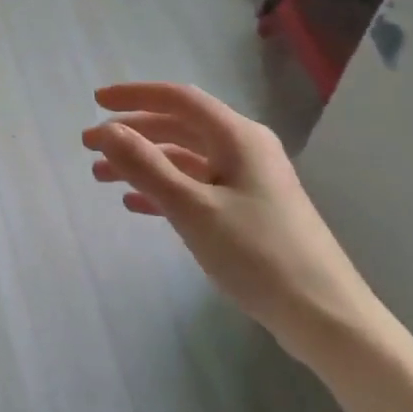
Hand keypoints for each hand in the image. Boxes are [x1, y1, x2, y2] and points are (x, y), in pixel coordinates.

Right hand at [82, 83, 385, 367]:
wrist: (323, 315)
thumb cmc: (257, 254)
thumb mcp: (193, 208)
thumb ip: (146, 166)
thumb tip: (106, 130)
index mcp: (238, 137)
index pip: (179, 99)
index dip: (134, 96)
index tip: (95, 103)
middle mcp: (245, 149)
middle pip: (180, 127)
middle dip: (133, 134)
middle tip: (90, 147)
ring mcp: (249, 181)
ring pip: (186, 160)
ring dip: (144, 164)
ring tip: (102, 178)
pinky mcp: (249, 211)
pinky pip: (197, 187)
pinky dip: (164, 190)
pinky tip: (136, 204)